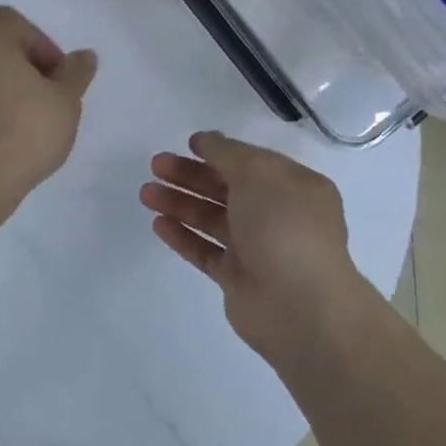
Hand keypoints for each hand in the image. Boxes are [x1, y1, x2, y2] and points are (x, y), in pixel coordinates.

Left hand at [0, 7, 98, 204]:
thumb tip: (84, 56)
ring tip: (24, 120)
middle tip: (45, 98)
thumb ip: (75, 73)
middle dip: (22, 66)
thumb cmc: (23, 129)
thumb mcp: (65, 100)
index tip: (58, 81)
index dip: (43, 49)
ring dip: (0, 87)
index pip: (17, 25)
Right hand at [140, 131, 381, 363]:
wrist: (299, 305)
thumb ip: (227, 153)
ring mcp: (257, 249)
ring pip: (211, 219)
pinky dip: (182, 236)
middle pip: (227, 189)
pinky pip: (205, 250)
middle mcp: (278, 216)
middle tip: (156, 165)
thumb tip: (206, 140)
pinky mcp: (237, 278)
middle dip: (190, 175)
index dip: (219, 151)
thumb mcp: (258, 173)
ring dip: (179, 203)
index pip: (252, 163)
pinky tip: (159, 224)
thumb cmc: (284, 227)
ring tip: (146, 193)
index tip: (187, 144)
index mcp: (294, 188)